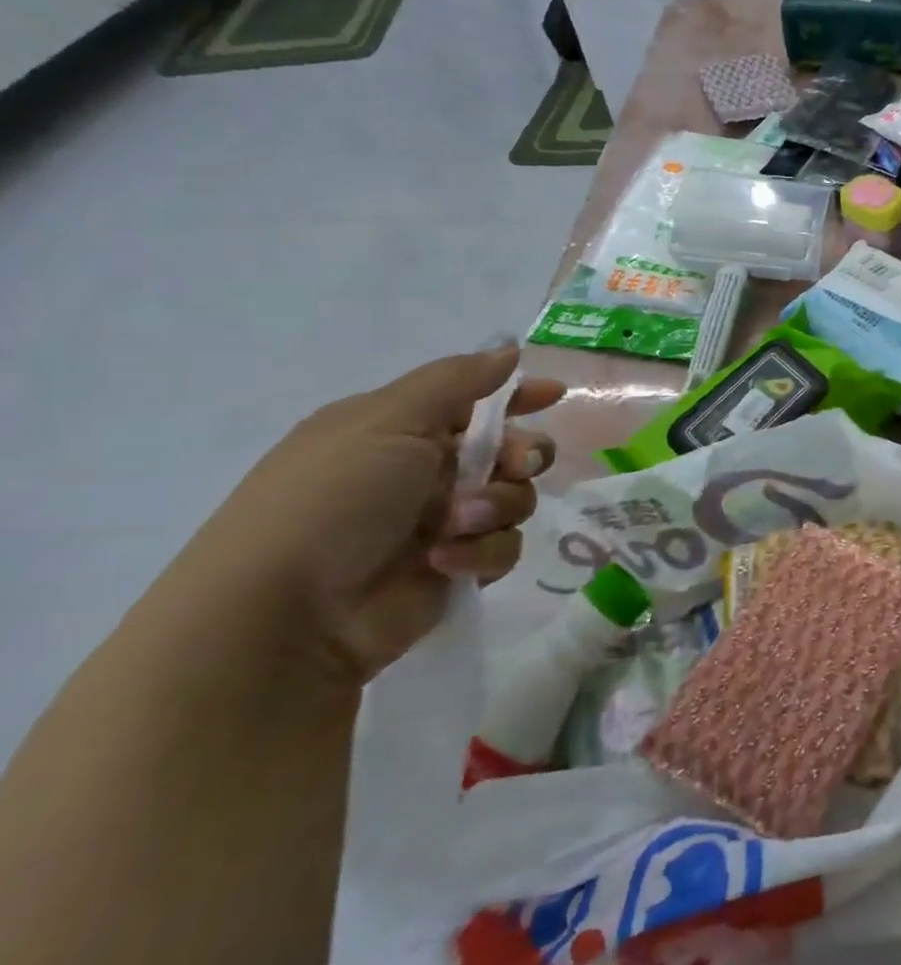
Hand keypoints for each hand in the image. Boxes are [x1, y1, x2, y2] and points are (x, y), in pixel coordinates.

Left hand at [172, 345, 564, 690]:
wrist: (284, 614)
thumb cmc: (332, 499)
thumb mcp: (387, 419)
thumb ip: (456, 380)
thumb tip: (509, 349)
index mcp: (400, 430)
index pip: (474, 401)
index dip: (516, 395)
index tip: (552, 394)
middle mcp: (424, 473)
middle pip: (510, 450)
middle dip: (523, 454)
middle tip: (518, 464)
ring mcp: (441, 523)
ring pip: (516, 498)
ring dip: (495, 506)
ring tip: (456, 524)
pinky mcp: (456, 568)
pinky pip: (503, 546)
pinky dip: (480, 551)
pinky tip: (443, 561)